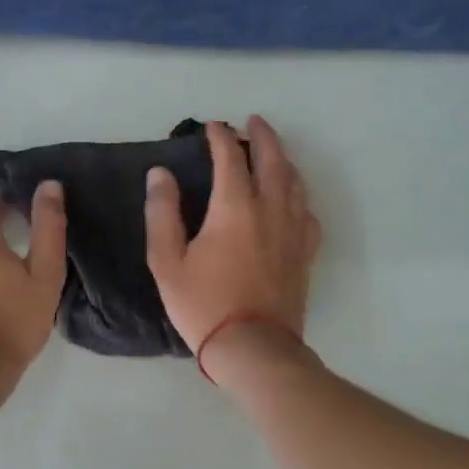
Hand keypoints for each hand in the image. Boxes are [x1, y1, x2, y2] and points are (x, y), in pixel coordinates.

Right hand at [145, 116, 320, 358]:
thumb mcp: (167, 261)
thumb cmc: (203, 304)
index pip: (230, 157)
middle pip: (273, 159)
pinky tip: (292, 199)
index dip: (220, 137)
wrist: (253, 347)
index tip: (211, 126)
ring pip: (295, 182)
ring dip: (284, 159)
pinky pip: (307, 212)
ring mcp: (293, 231)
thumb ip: (163, 212)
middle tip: (254, 122)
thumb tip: (161, 174)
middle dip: (263, 135)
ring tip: (273, 152)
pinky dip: (298, 195)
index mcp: (235, 207)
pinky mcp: (305, 253)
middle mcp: (270, 209)